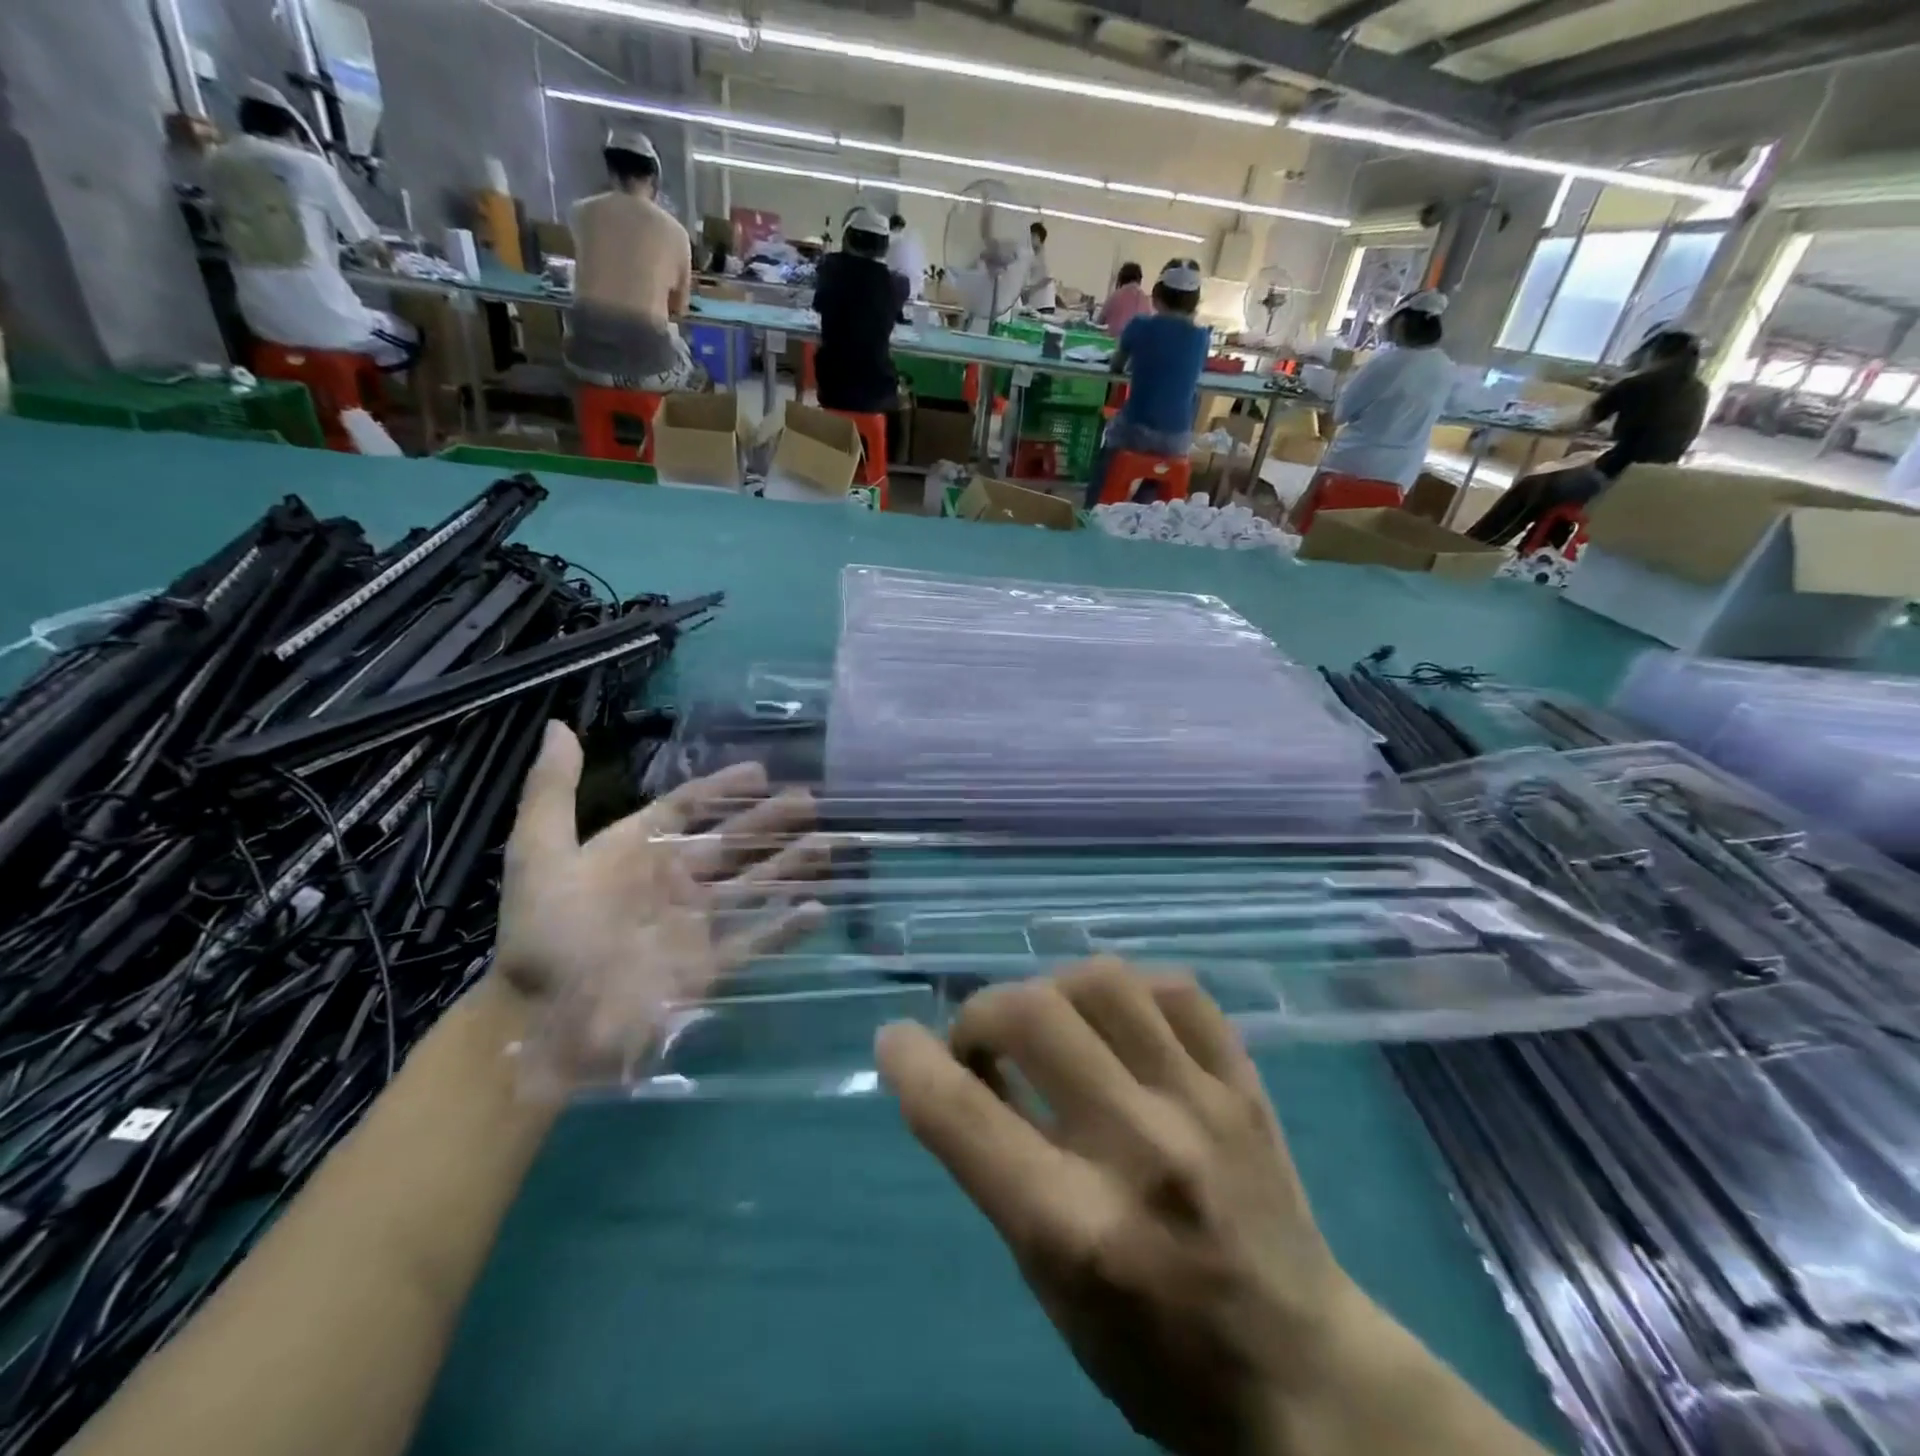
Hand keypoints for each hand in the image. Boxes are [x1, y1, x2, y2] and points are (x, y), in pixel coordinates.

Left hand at [495, 723, 826, 1085]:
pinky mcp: (709, 964)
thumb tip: (558, 725)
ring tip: (829, 845)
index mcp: (638, 850)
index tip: (762, 771)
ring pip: (753, 883)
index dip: (724, 788)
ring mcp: (695, 923)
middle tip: (813, 802)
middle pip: (733, 841)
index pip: (689, 807)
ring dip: (791, 865)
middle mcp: (674, 879)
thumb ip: (552, 792)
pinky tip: (818, 907)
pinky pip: (756, 938)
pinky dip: (787, 925)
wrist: (542, 1023)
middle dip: (772, 821)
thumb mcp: (539, 855)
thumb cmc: (543, 936)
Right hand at [876, 960, 1369, 1455]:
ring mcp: (1203, 1106)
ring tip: (1052, 1022)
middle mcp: (1139, 1150)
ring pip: (1105, 982)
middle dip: (982, 1013)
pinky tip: (1120, 1019)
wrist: (1304, 1377)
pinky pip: (1178, 990)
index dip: (912, 1063)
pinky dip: (1132, 991)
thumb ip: (1003, 1172)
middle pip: (1033, 1015)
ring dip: (1054, 989)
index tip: (895, 1039)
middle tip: (983, 1042)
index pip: (964, 1117)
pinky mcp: (1246, 1085)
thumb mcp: (1052, 1288)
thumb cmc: (1155, 1353)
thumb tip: (962, 1073)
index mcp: (1076, 1228)